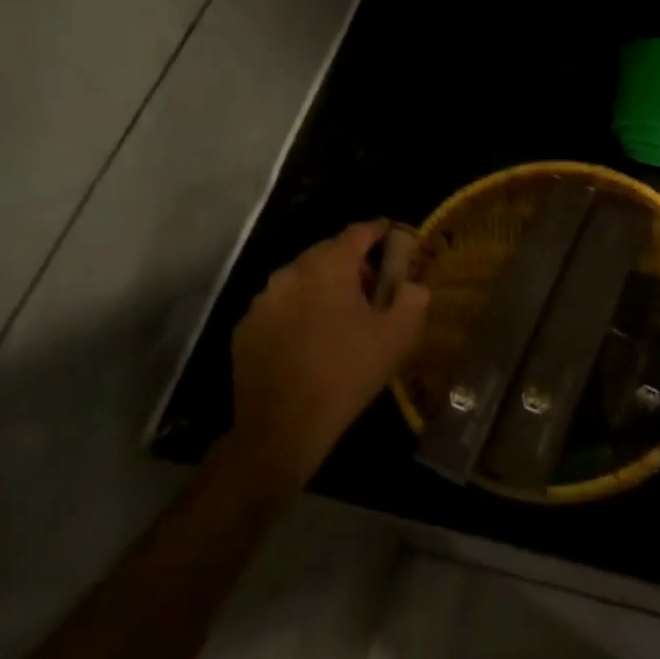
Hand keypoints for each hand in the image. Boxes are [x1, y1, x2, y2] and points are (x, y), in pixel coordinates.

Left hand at [226, 220, 430, 484]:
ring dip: (323, 288)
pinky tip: (310, 341)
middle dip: (352, 263)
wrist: (282, 428)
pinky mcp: (246, 329)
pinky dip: (298, 312)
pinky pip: (280, 307)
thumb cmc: (346, 373)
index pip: (358, 232)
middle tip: (374, 287)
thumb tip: (412, 285)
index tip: (394, 235)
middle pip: (327, 253)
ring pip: (301, 280)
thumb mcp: (398, 337)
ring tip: (341, 317)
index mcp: (328, 266)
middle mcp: (291, 272)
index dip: (380, 231)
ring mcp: (263, 301)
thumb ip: (413, 299)